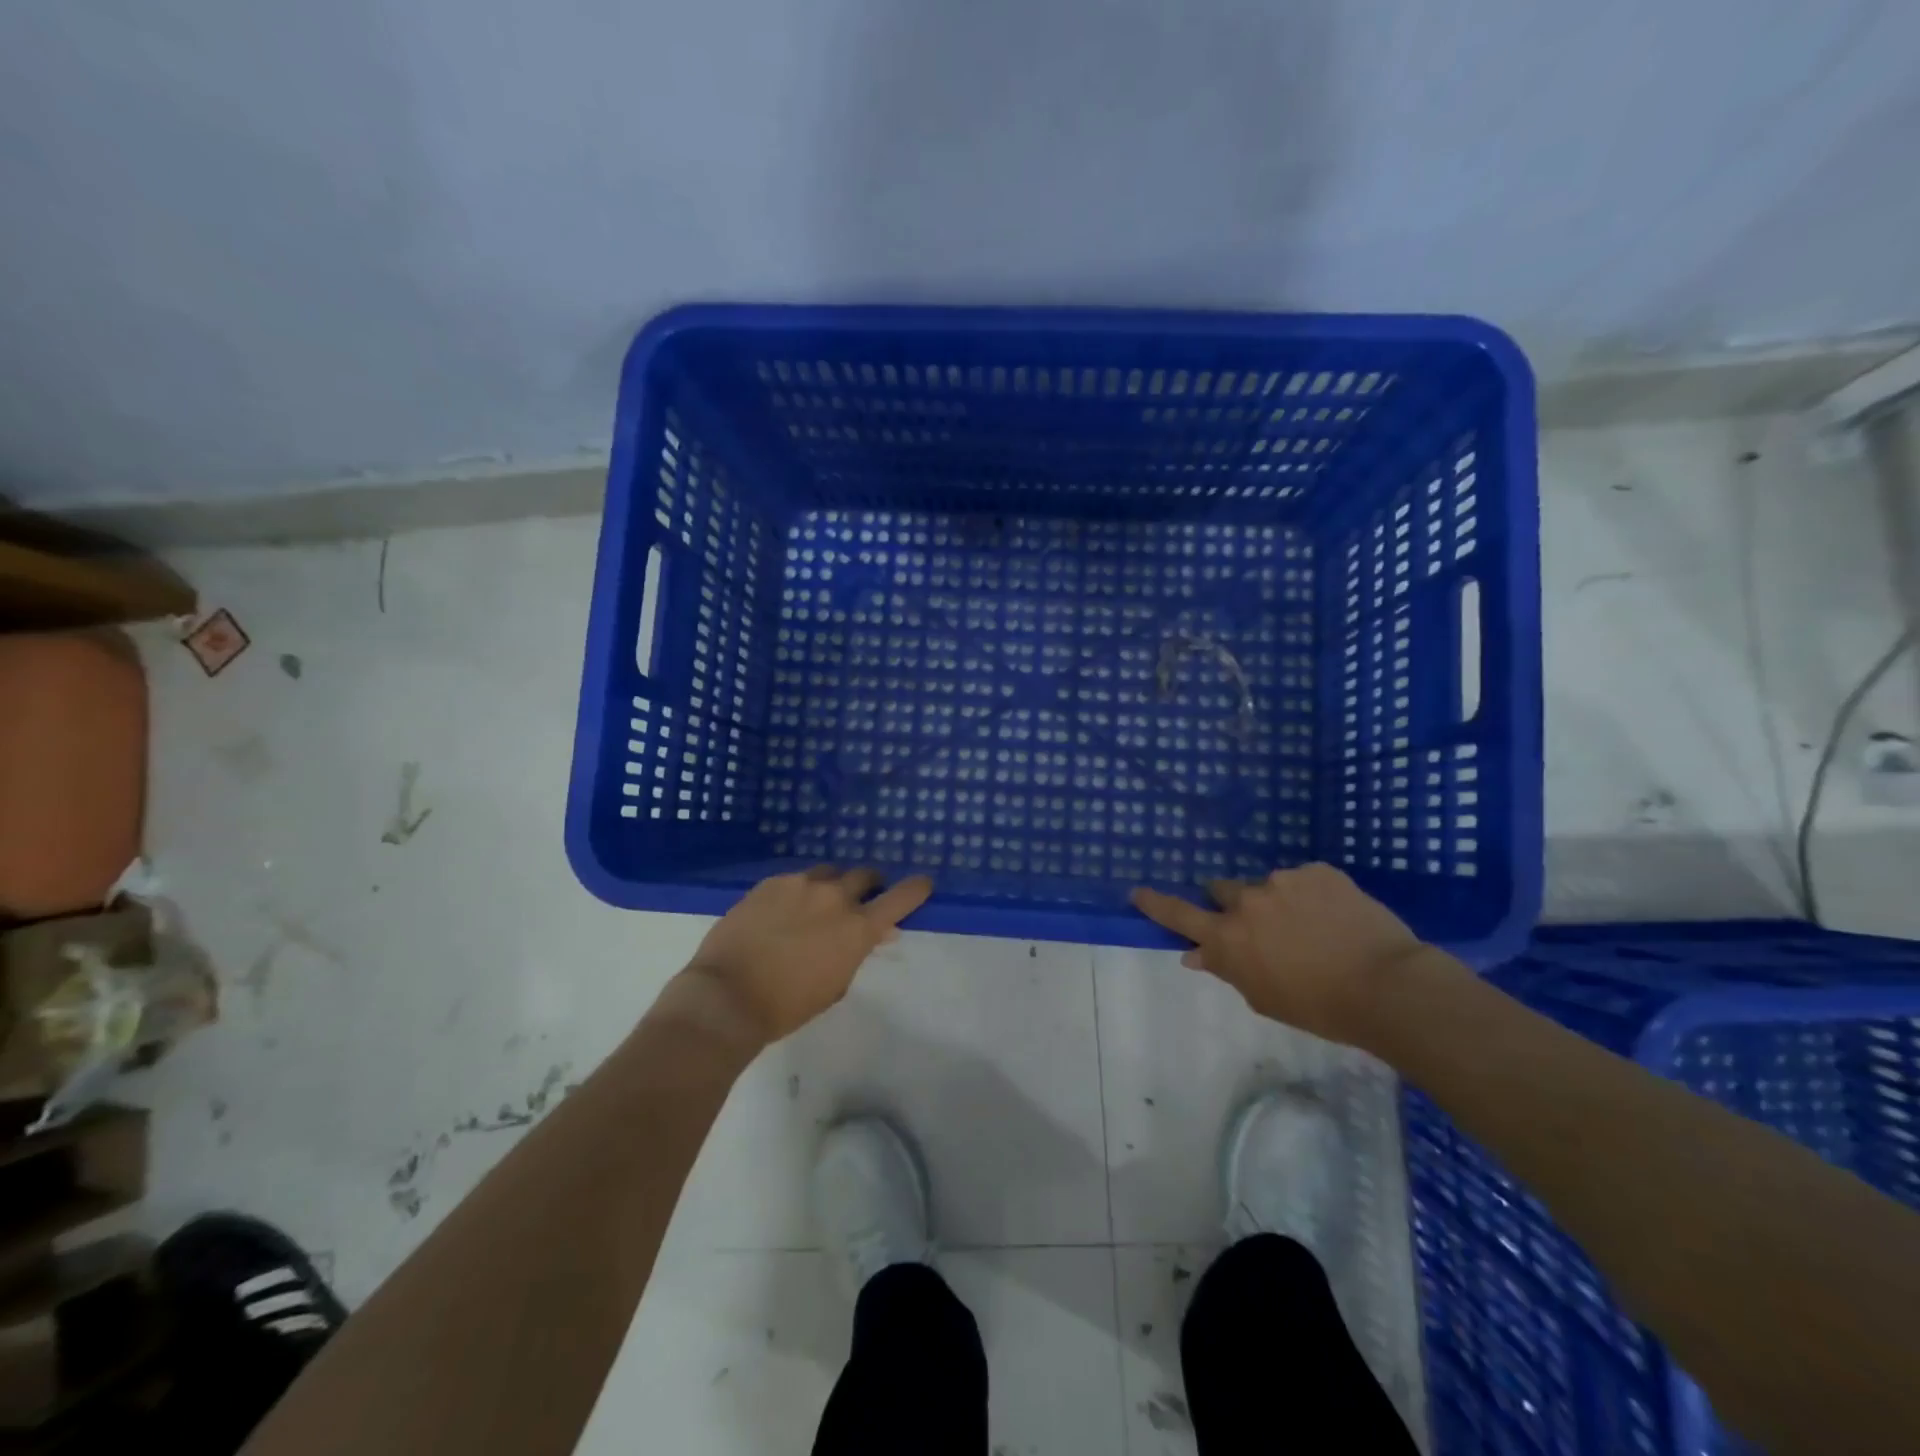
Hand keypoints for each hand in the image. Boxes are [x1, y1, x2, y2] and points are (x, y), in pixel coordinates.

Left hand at [684, 867, 932, 1043]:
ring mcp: (801, 885)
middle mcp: (835, 897)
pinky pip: (795, 879)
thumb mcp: (835, 985)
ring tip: (816, 905)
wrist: (726, 996)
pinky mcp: (770, 883)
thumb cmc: (787, 1006)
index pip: (902, 897)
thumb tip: (878, 933)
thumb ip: (858, 952)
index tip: (923, 883)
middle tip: (859, 900)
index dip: (916, 888)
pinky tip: (782, 912)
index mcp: (858, 928)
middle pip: (865, 875)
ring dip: (831, 885)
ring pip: (828, 873)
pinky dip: (798, 892)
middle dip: (868, 885)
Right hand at [1130, 863, 1423, 1043]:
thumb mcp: (1265, 998)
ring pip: (1268, 886)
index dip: (1156, 904)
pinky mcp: (1319, 871)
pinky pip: (1305, 880)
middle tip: (1262, 928)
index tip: (1137, 892)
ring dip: (1278, 902)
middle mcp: (1247, 901)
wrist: (1388, 987)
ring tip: (1314, 929)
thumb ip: (1228, 970)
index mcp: (1229, 938)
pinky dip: (1312, 896)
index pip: (1179, 916)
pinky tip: (1337, 919)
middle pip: (1223, 891)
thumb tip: (1196, 954)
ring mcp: (1283, 881)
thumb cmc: (1320, 1008)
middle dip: (1234, 905)